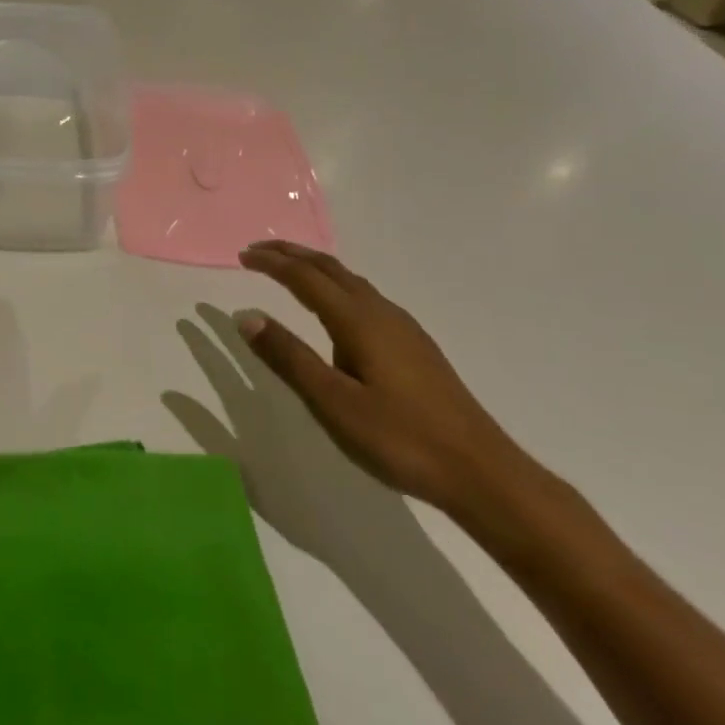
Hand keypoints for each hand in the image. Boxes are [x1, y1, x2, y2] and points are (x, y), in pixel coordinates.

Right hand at [235, 240, 532, 517]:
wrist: (481, 472)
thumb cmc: (399, 438)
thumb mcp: (332, 402)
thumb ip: (288, 357)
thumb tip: (246, 316)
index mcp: (358, 322)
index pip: (306, 278)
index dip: (273, 263)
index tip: (242, 255)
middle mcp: (382, 314)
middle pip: (331, 270)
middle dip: (293, 255)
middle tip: (258, 251)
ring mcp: (403, 329)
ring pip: (351, 282)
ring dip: (316, 269)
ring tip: (290, 271)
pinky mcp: (415, 347)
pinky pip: (365, 298)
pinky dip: (336, 288)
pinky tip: (336, 311)